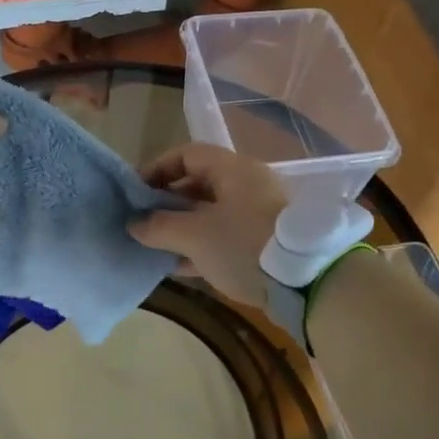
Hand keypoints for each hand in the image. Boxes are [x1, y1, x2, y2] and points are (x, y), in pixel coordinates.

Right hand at [127, 144, 286, 307]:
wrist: (305, 283)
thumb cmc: (244, 245)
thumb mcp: (195, 235)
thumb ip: (159, 227)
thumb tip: (133, 224)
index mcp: (233, 169)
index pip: (187, 154)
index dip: (157, 168)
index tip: (135, 192)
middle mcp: (246, 186)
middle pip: (197, 185)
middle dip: (166, 203)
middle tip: (141, 223)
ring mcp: (257, 215)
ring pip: (209, 214)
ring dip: (180, 229)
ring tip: (153, 246)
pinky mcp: (262, 244)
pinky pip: (222, 238)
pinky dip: (199, 247)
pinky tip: (176, 266)